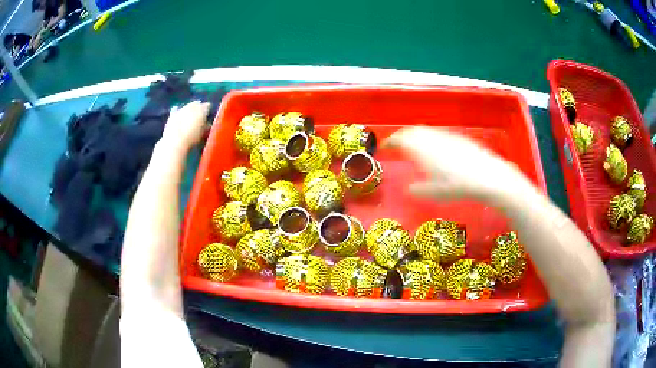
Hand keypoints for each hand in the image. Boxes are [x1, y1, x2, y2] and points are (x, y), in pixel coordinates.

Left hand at [161, 101, 210, 151]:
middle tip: (199, 118)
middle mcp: (192, 105)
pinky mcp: (172, 114)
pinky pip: (176, 110)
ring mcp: (182, 108)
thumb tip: (208, 124)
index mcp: (202, 108)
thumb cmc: (192, 137)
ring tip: (189, 119)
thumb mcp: (203, 133)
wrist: (175, 141)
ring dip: (189, 111)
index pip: (208, 106)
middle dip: (198, 110)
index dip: (208, 111)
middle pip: (197, 104)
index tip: (208, 118)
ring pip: (187, 106)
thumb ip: (206, 126)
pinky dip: (178, 113)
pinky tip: (178, 117)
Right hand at [382, 127, 527, 201]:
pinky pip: (438, 134)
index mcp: (421, 148)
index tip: (384, 147)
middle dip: (402, 136)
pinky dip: (431, 138)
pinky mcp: (459, 138)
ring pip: (426, 130)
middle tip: (397, 146)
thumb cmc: (457, 186)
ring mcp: (446, 136)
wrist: (487, 176)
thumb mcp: (434, 193)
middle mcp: (431, 138)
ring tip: (415, 147)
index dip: (390, 142)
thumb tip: (409, 189)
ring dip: (416, 136)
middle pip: (412, 131)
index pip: (400, 139)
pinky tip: (437, 149)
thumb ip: (418, 190)